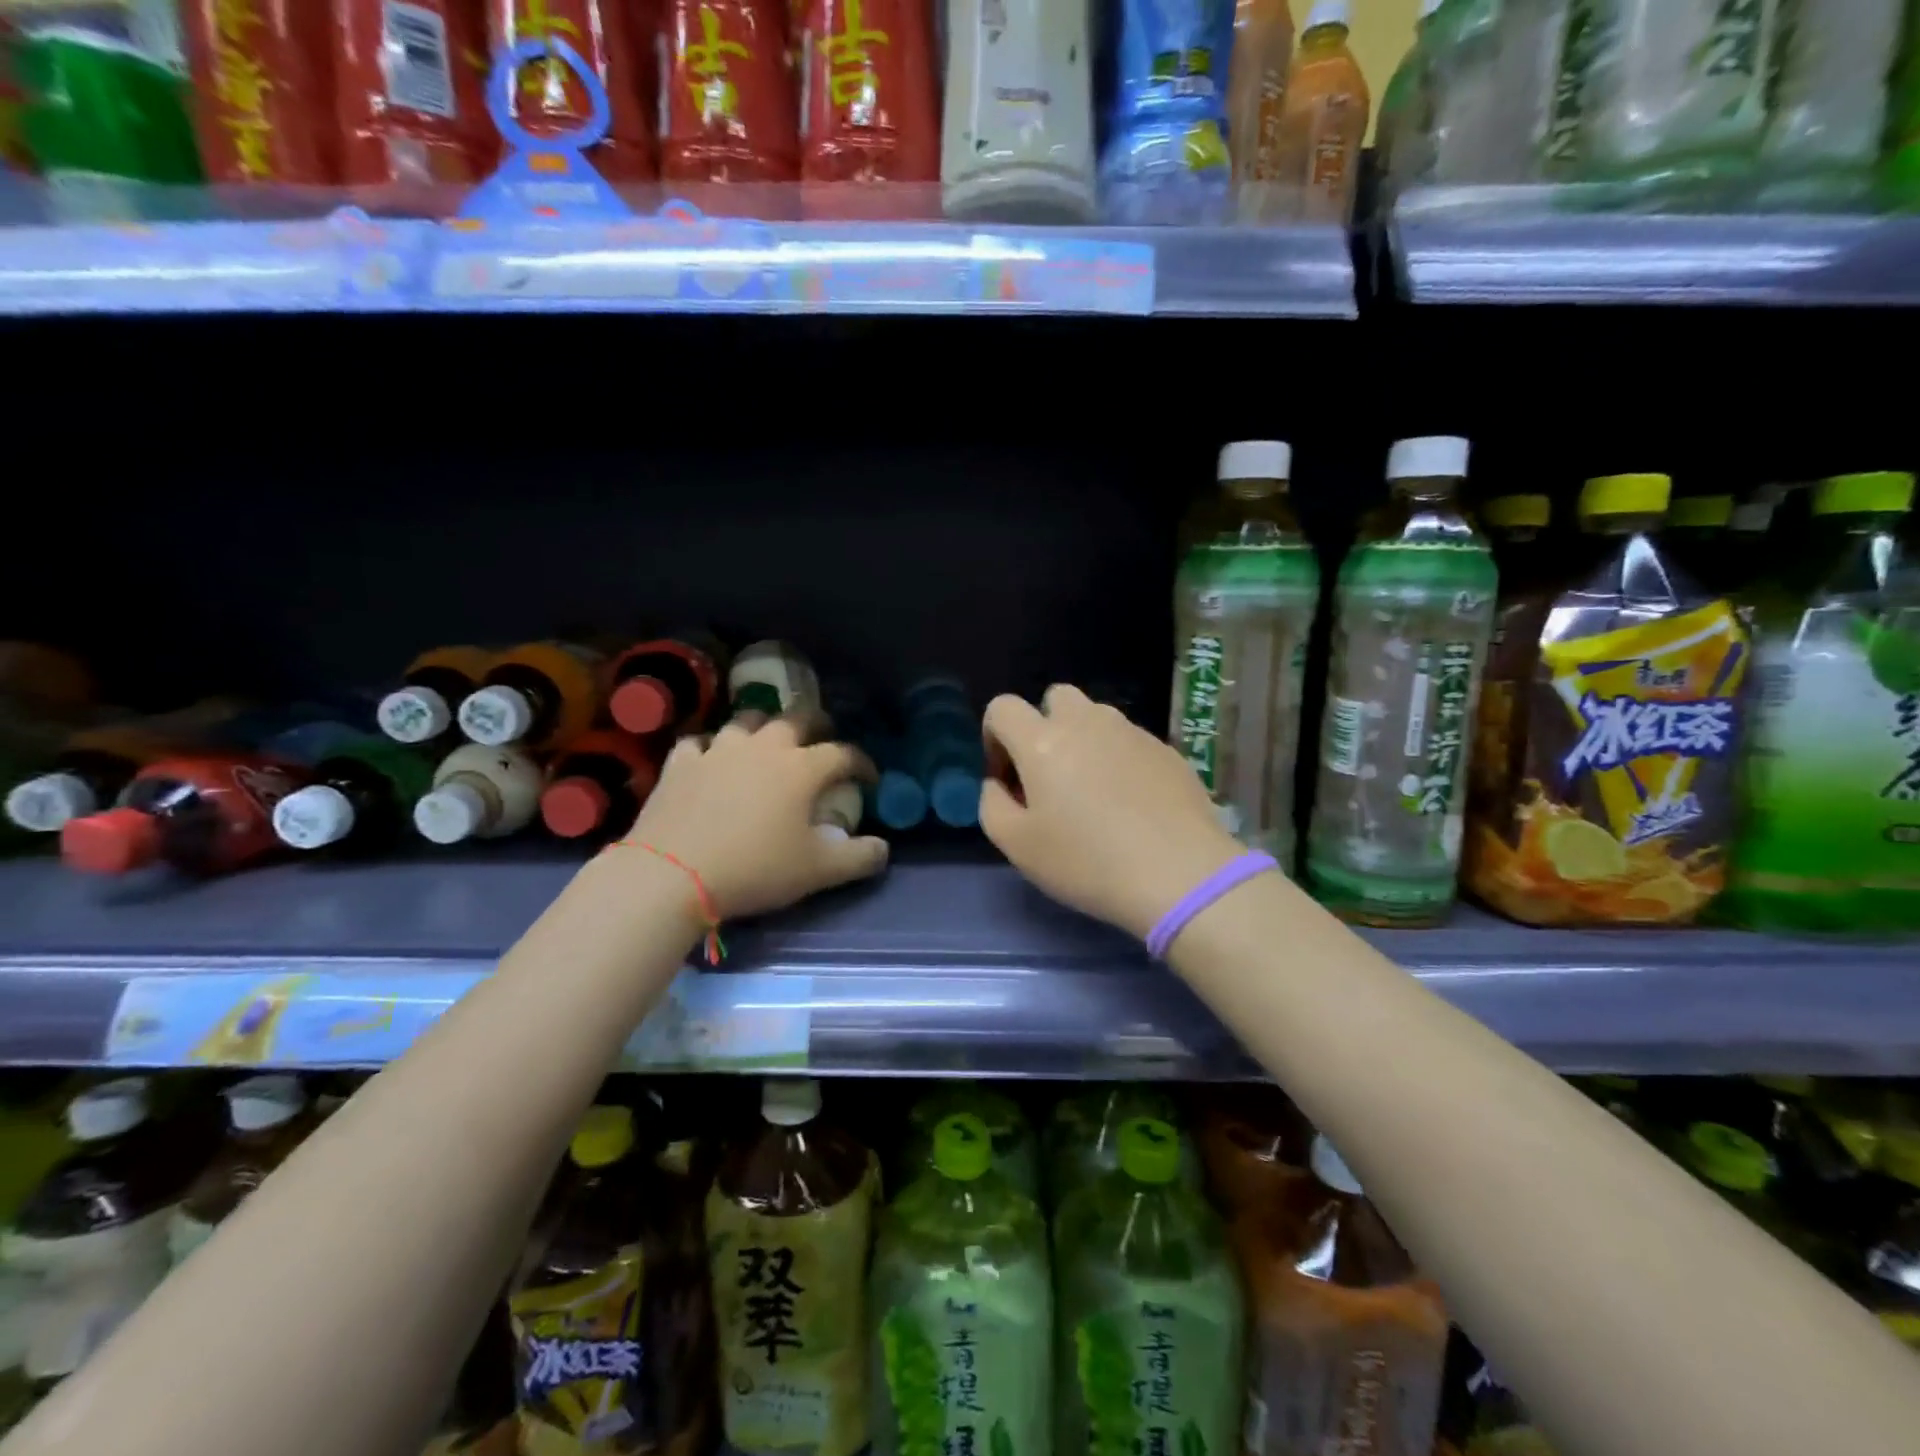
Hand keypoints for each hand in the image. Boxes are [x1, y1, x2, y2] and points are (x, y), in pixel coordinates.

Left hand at [622, 711, 887, 920]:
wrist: (672, 874)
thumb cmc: (755, 868)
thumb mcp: (818, 871)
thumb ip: (859, 858)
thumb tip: (884, 848)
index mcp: (802, 768)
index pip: (844, 753)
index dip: (862, 763)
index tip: (869, 779)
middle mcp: (764, 746)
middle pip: (798, 718)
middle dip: (818, 724)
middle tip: (823, 739)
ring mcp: (718, 750)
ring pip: (747, 721)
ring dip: (763, 727)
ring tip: (767, 743)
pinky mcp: (681, 763)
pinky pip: (699, 743)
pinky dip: (711, 748)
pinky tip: (710, 760)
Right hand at [979, 685, 1244, 940]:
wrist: (1180, 875)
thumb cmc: (1087, 862)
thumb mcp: (1017, 846)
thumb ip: (992, 803)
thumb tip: (999, 783)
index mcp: (1042, 741)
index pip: (1003, 707)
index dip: (994, 737)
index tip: (1007, 778)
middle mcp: (1087, 722)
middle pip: (1055, 697)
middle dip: (1043, 726)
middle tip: (1050, 776)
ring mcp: (1132, 732)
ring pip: (1096, 717)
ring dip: (1084, 740)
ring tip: (1094, 791)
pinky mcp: (1166, 750)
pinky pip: (1130, 741)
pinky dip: (1119, 759)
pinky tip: (1131, 804)